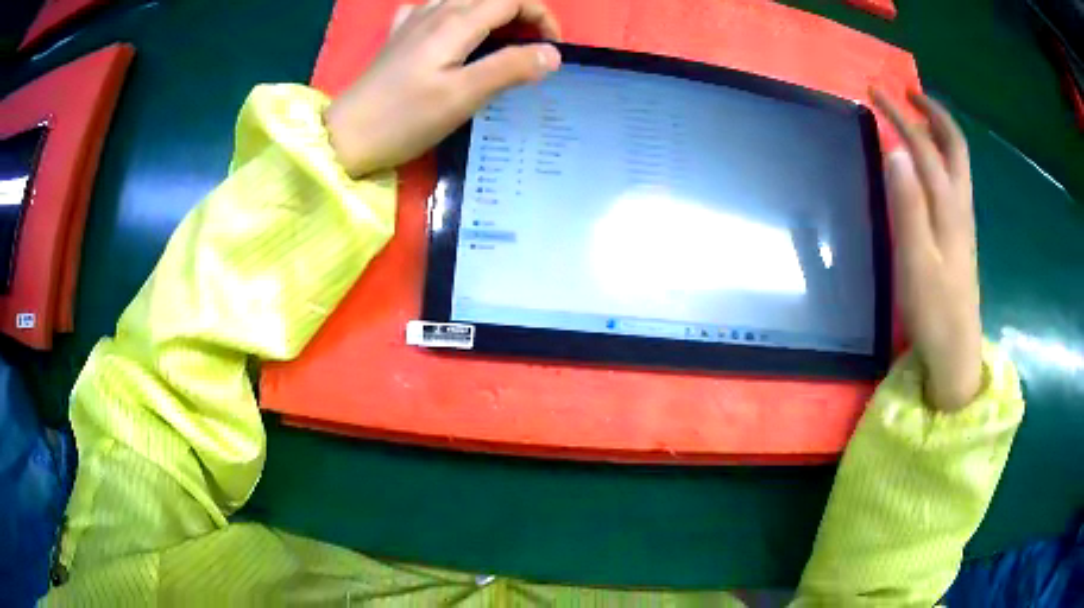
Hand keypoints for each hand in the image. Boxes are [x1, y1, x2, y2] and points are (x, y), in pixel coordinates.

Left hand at [325, 0, 561, 176]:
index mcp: (456, 22)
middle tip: (532, 49)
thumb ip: (509, 69)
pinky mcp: (399, 36)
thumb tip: (552, 54)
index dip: (541, 17)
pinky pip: (435, 10)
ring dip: (492, 15)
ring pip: (464, 0)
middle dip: (521, 14)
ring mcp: (413, 21)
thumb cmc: (403, 118)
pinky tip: (453, 34)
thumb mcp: (462, 97)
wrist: (345, 135)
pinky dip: (457, 16)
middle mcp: (436, 11)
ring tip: (500, 43)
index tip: (552, 49)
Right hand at [871, 89, 982, 412]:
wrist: (955, 352)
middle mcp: (960, 205)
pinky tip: (928, 163)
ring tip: (915, 117)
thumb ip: (907, 205)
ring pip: (957, 162)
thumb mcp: (916, 260)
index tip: (876, 91)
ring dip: (937, 131)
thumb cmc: (934, 310)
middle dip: (932, 112)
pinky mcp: (960, 235)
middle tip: (906, 92)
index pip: (926, 147)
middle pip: (954, 145)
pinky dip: (941, 156)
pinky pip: (954, 180)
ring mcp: (963, 221)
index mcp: (949, 207)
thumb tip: (896, 150)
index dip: (901, 116)